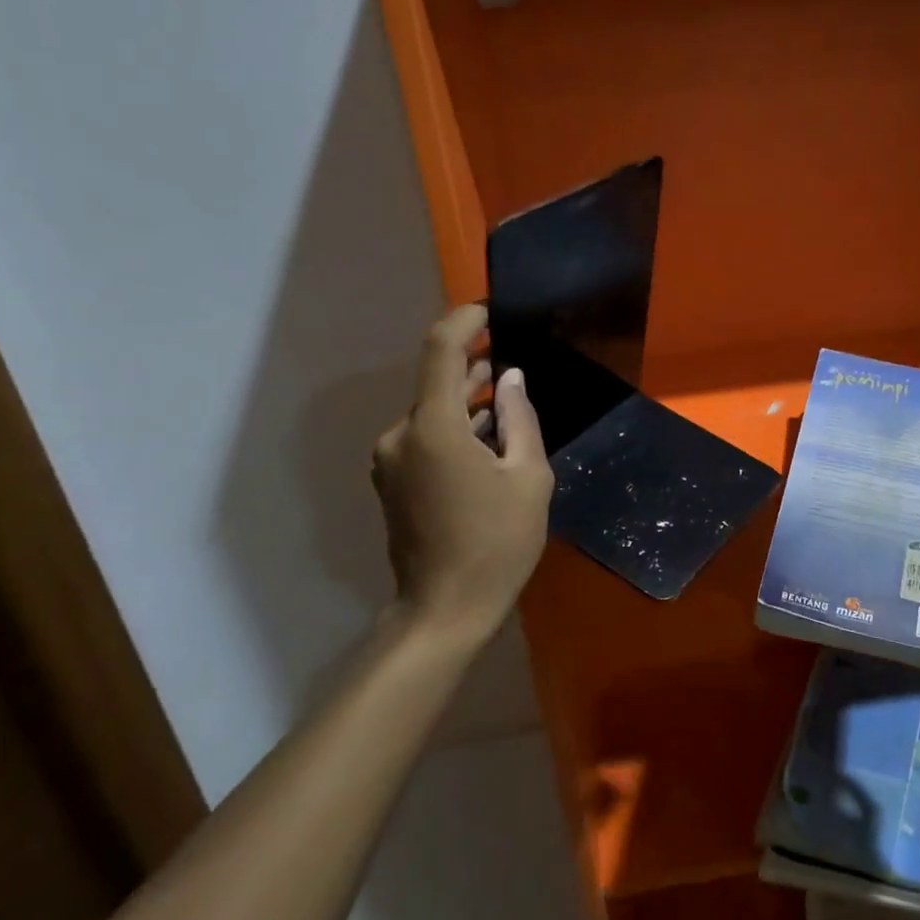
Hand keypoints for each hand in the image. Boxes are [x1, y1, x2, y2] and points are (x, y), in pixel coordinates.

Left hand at [372, 305, 553, 639]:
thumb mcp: (528, 478)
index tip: (492, 310)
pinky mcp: (392, 481)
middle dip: (474, 367)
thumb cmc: (497, 543)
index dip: (464, 321)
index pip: (440, 351)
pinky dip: (454, 429)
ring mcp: (391, 460)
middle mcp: (401, 436)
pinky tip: (486, 440)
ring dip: (466, 402)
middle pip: (436, 384)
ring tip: (506, 400)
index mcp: (434, 429)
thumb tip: (509, 379)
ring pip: (432, 413)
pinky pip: (425, 438)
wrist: (445, 610)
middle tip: (514, 362)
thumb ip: (519, 420)